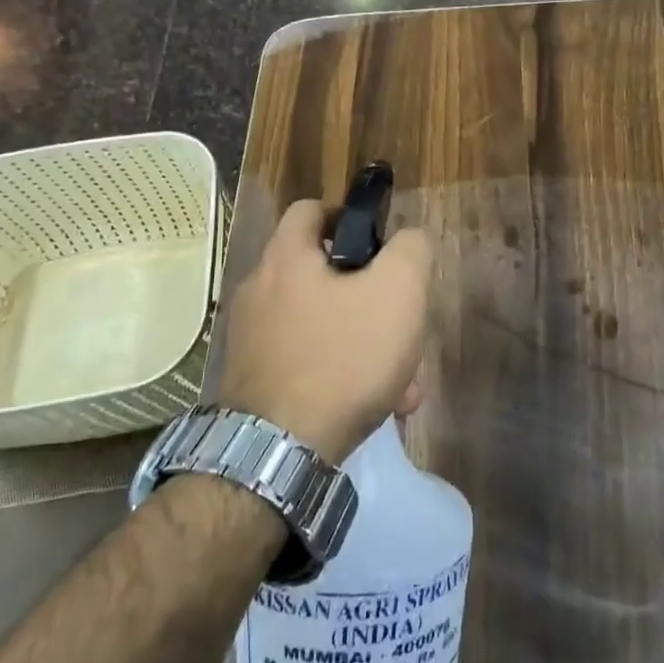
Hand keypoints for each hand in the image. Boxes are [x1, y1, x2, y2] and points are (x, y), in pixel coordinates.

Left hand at [217, 199, 432, 464]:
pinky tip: (377, 406)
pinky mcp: (254, 381)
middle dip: (371, 298)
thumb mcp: (399, 291)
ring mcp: (252, 339)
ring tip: (402, 381)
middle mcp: (259, 291)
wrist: (280, 453)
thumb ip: (411, 250)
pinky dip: (342, 375)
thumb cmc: (343, 357)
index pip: (311, 209)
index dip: (349, 217)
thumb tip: (408, 240)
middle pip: (324, 274)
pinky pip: (309, 363)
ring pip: (323, 325)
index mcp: (286, 258)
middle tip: (401, 325)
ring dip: (365, 344)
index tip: (381, 248)